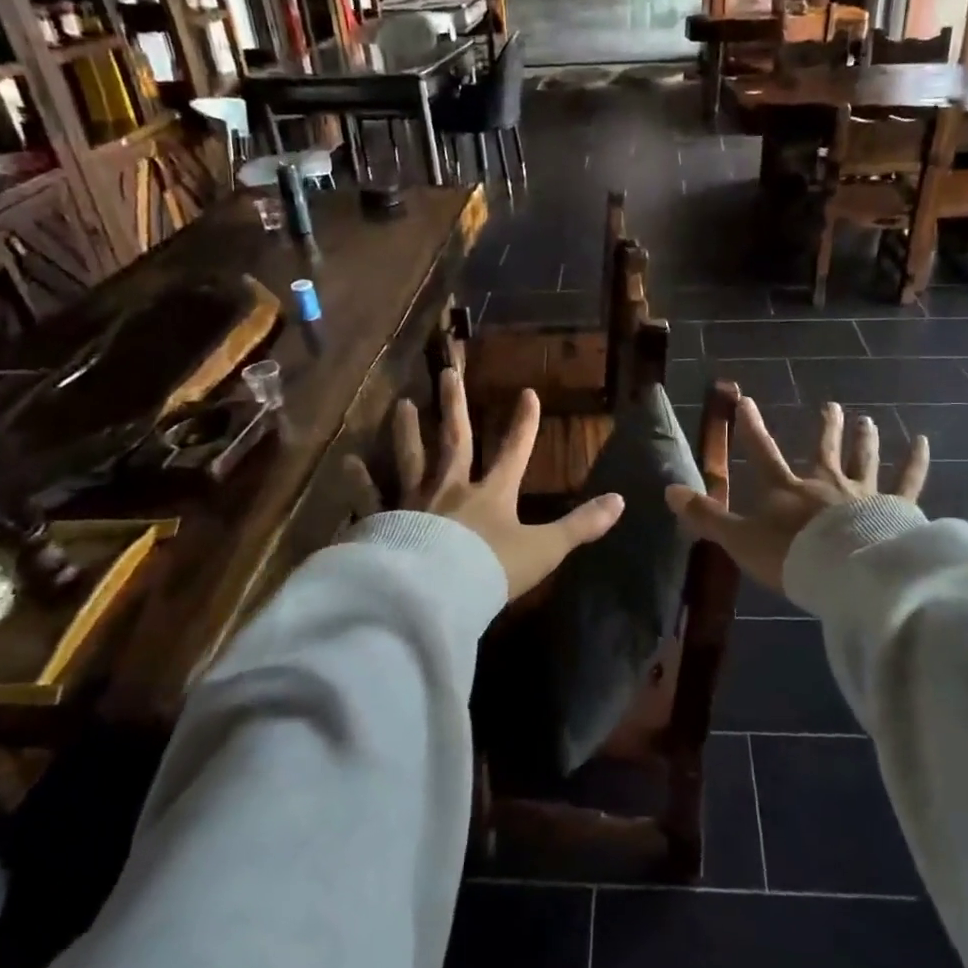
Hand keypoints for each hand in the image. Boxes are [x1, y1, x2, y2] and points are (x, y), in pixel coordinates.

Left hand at [344, 368, 624, 602]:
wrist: (437, 595)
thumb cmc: (491, 571)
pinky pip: (370, 497)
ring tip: (400, 405)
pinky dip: (359, 481)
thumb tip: (621, 501)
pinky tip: (346, 462)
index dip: (523, 423)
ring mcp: (415, 502)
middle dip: (455, 406)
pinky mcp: (386, 522)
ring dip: (406, 431)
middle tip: (446, 372)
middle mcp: (452, 488)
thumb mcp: (544, 550)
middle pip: (455, 440)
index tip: (527, 393)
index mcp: (492, 494)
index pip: (514, 450)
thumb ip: (581, 525)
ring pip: (411, 459)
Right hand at [665, 398, 928, 591]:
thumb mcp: (739, 539)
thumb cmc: (790, 556)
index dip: (752, 428)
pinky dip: (915, 462)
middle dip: (826, 428)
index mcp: (786, 489)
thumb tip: (668, 491)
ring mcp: (862, 493)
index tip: (746, 401)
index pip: (763, 452)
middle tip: (832, 406)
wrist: (846, 572)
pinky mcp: (894, 509)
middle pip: (824, 450)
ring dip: (864, 439)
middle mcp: (824, 483)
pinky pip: (908, 482)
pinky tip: (923, 442)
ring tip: (867, 420)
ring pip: (864, 459)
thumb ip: (706, 516)